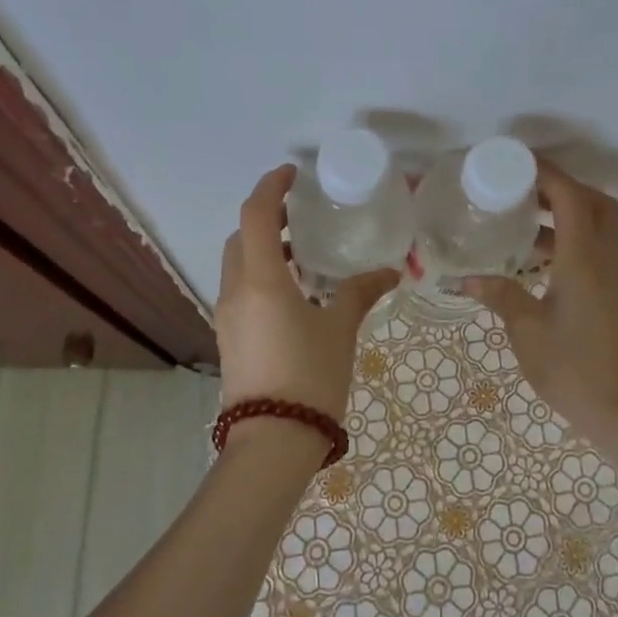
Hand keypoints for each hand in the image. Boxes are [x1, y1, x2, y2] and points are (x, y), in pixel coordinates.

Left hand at [216, 165, 399, 427]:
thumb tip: (389, 272)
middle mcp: (235, 291)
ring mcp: (228, 316)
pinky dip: (261, 275)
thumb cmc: (310, 376)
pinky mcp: (230, 338)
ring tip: (304, 253)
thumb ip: (360, 293)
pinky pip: (241, 290)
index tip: (292, 174)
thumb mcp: (340, 329)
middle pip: (241, 237)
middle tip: (301, 214)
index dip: (271, 187)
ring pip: (238, 265)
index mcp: (261, 280)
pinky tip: (295, 293)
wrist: (272, 442)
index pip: (256, 215)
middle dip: (266, 218)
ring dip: (263, 249)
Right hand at [464, 161, 617, 465]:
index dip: (546, 174)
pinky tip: (531, 259)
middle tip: (524, 189)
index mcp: (583, 259)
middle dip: (562, 187)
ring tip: (519, 218)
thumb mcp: (526, 330)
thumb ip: (499, 296)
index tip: (514, 163)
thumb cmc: (574, 368)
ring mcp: (608, 278)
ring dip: (563, 213)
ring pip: (595, 226)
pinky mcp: (606, 295)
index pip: (571, 197)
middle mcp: (601, 259)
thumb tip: (465, 278)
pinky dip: (564, 241)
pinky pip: (589, 250)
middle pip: (595, 203)